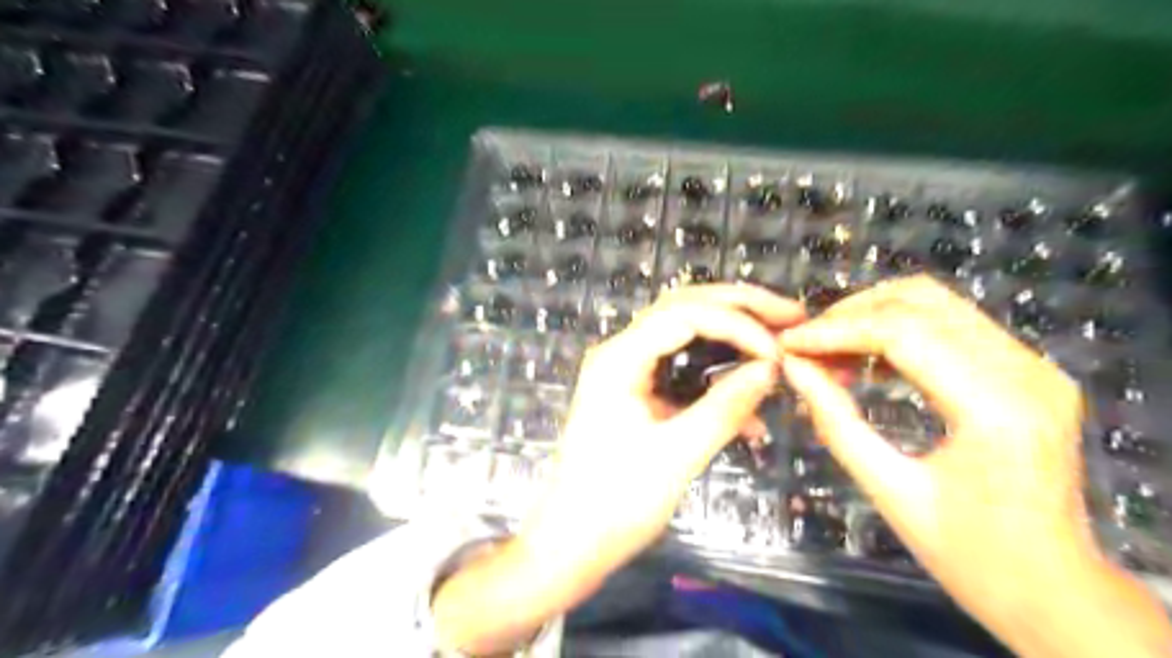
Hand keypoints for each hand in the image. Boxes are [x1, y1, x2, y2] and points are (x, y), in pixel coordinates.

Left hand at [431, 283, 806, 652]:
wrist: (573, 540)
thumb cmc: (616, 501)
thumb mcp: (677, 454)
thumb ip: (725, 407)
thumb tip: (771, 368)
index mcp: (620, 359)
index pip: (685, 314)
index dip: (738, 324)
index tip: (778, 352)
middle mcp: (621, 352)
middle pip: (684, 307)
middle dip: (739, 307)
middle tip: (790, 315)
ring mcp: (628, 370)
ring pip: (685, 331)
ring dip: (731, 332)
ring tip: (777, 337)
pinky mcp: (638, 391)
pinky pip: (682, 367)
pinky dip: (717, 374)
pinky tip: (750, 399)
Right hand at [777, 276, 1165, 657]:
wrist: (1055, 589)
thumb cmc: (970, 554)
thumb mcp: (888, 490)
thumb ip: (835, 421)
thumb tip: (792, 368)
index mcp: (996, 408)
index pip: (902, 333)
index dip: (836, 331)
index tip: (789, 343)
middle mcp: (1027, 372)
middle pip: (922, 302)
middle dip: (852, 314)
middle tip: (807, 344)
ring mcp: (1035, 367)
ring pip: (938, 304)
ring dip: (874, 317)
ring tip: (830, 350)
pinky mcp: (1030, 371)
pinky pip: (953, 326)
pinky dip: (900, 331)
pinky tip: (866, 359)